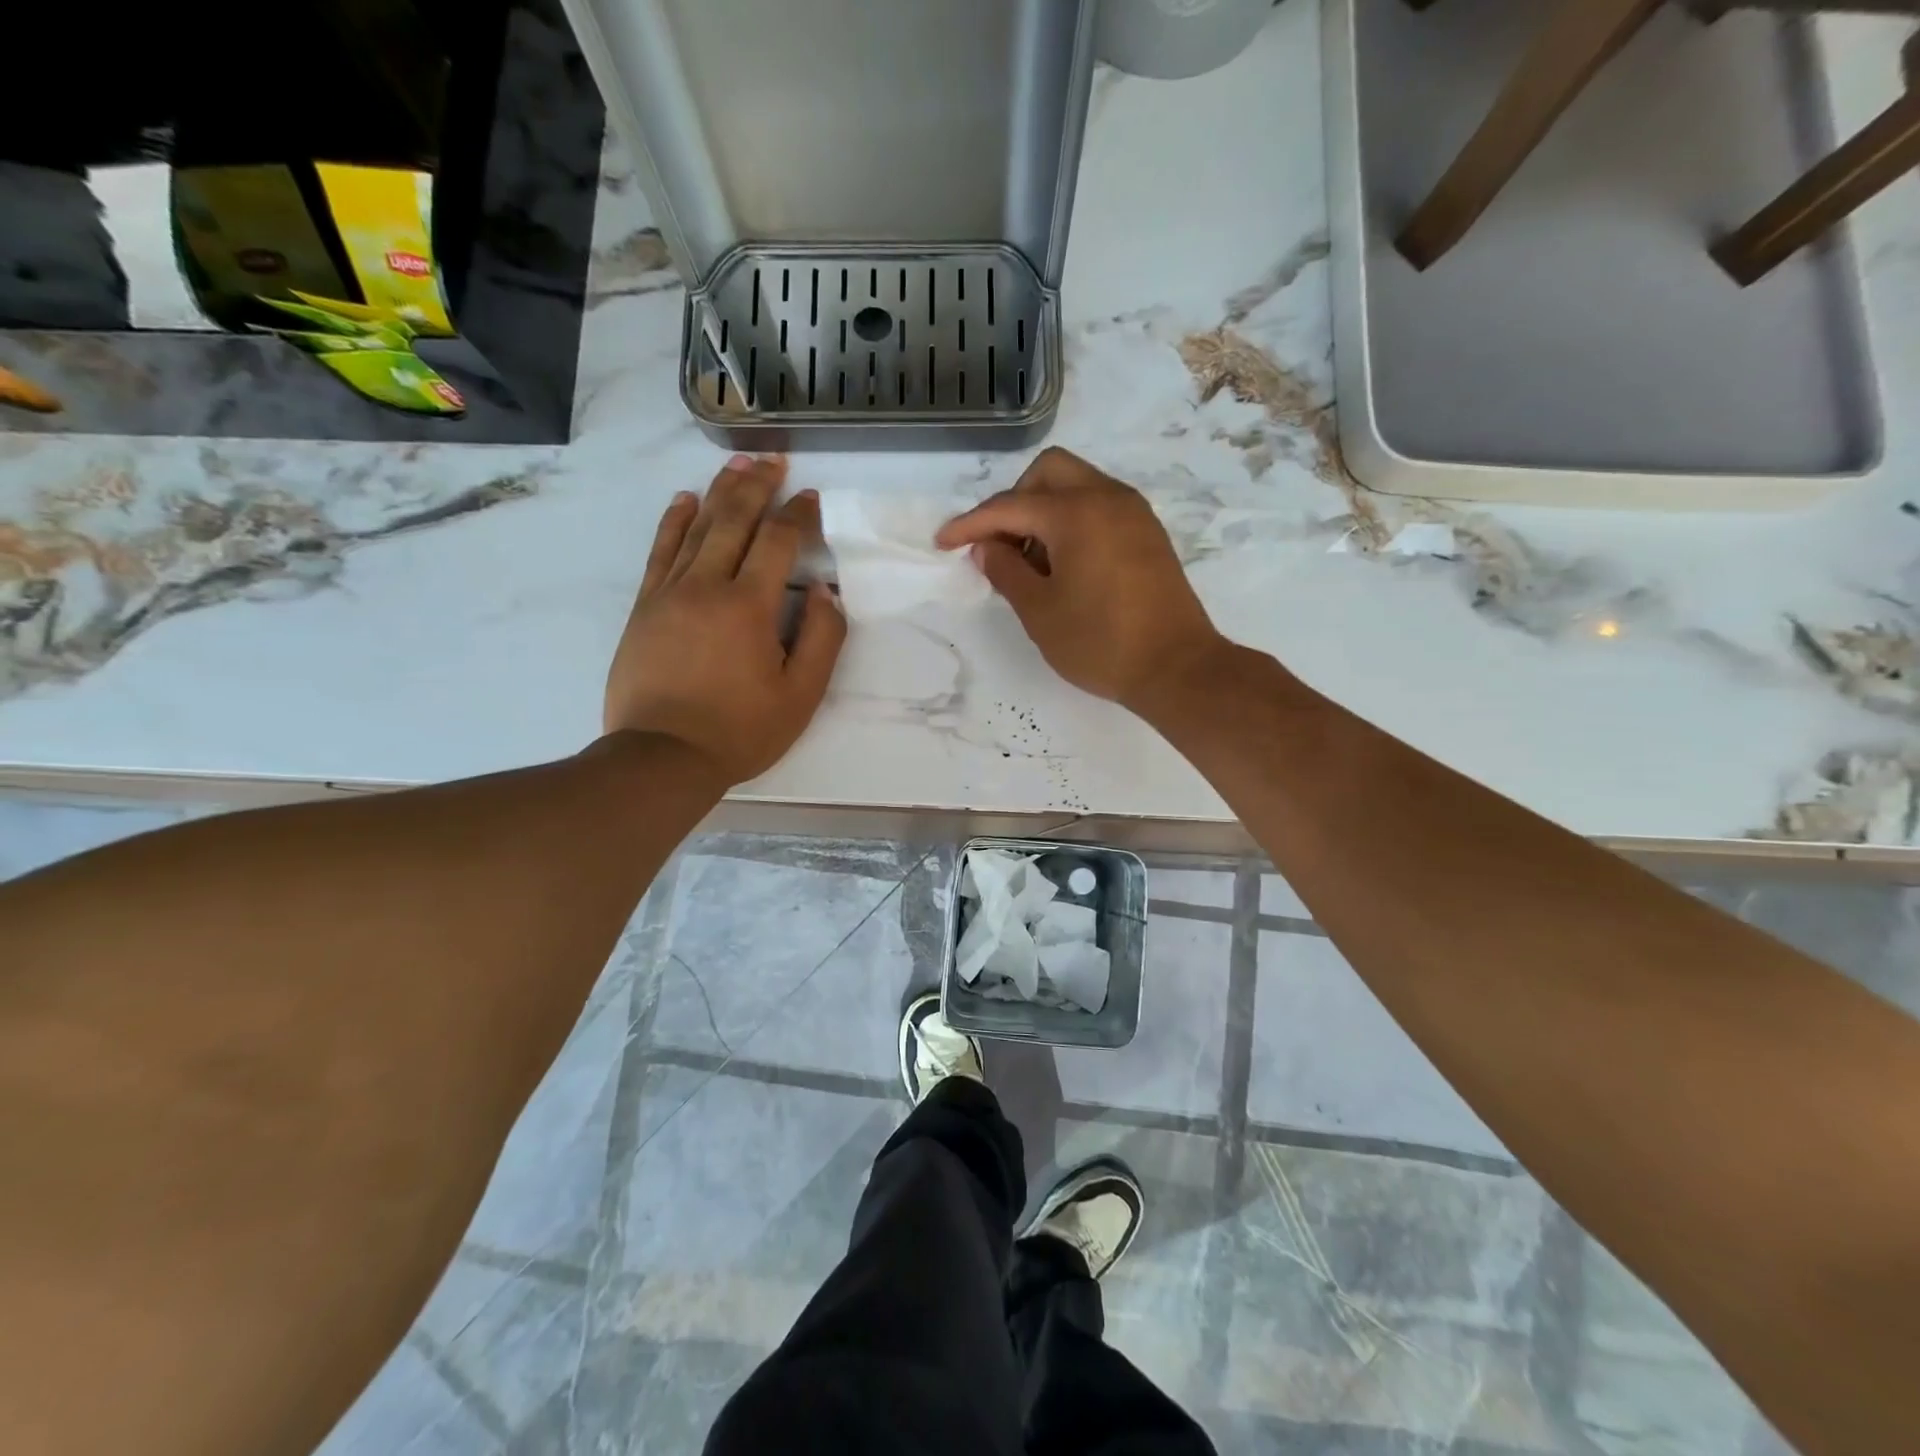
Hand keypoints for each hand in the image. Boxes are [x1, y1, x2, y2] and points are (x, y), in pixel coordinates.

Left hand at [604, 455, 845, 784]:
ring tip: (737, 466)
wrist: (662, 757)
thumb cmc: (740, 731)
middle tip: (773, 461)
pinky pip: (660, 551)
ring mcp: (669, 593)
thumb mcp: (801, 695)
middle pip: (734, 520)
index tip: (811, 499)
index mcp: (749, 606)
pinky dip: (674, 522)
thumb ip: (821, 639)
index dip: (798, 515)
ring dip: (719, 492)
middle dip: (757, 486)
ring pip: (697, 528)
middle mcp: (707, 586)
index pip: (778, 542)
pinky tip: (684, 500)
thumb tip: (825, 592)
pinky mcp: (645, 606)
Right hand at [936, 447, 1227, 715]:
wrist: (1177, 668)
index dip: (970, 525)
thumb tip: (986, 547)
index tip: (943, 543)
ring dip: (1044, 510)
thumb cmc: (1100, 643)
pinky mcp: (1148, 533)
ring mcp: (1134, 512)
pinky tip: (1063, 564)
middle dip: (1014, 501)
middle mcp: (1108, 497)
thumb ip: (1006, 571)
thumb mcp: (1040, 612)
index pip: (1009, 506)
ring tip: (1030, 562)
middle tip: (999, 547)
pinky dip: (1072, 521)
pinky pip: (1099, 506)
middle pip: (1048, 473)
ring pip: (1077, 485)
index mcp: (1077, 512)